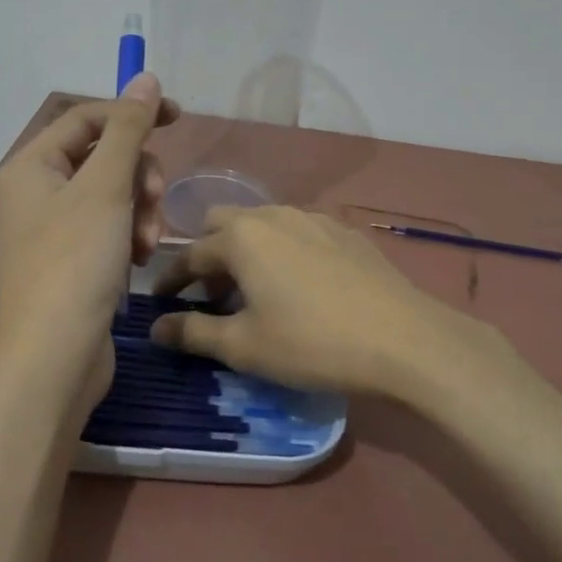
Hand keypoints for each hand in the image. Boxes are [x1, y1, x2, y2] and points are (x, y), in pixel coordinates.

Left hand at [0, 74, 178, 413]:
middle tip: (153, 201)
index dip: (132, 113)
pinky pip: (109, 229)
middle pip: (103, 157)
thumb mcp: (105, 187)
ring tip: (145, 245)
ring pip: (112, 195)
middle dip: (138, 176)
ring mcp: (54, 230)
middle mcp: (37, 192)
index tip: (179, 118)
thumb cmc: (74, 263)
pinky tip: (138, 262)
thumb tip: (144, 77)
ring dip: (139, 211)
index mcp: (32, 166)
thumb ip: (128, 129)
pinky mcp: (72, 261)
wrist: (53, 360)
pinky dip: (129, 237)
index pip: (87, 119)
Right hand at [149, 206, 487, 402]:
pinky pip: (297, 232)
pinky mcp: (344, 232)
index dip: (170, 281)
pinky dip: (282, 252)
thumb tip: (156, 329)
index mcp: (241, 238)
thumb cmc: (312, 343)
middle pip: (223, 223)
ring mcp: (313, 219)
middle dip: (208, 255)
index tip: (159, 304)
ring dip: (246, 251)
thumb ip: (194, 333)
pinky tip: (300, 286)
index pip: (190, 254)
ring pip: (262, 224)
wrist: (406, 340)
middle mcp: (273, 215)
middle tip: (212, 296)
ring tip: (256, 292)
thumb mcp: (244, 346)